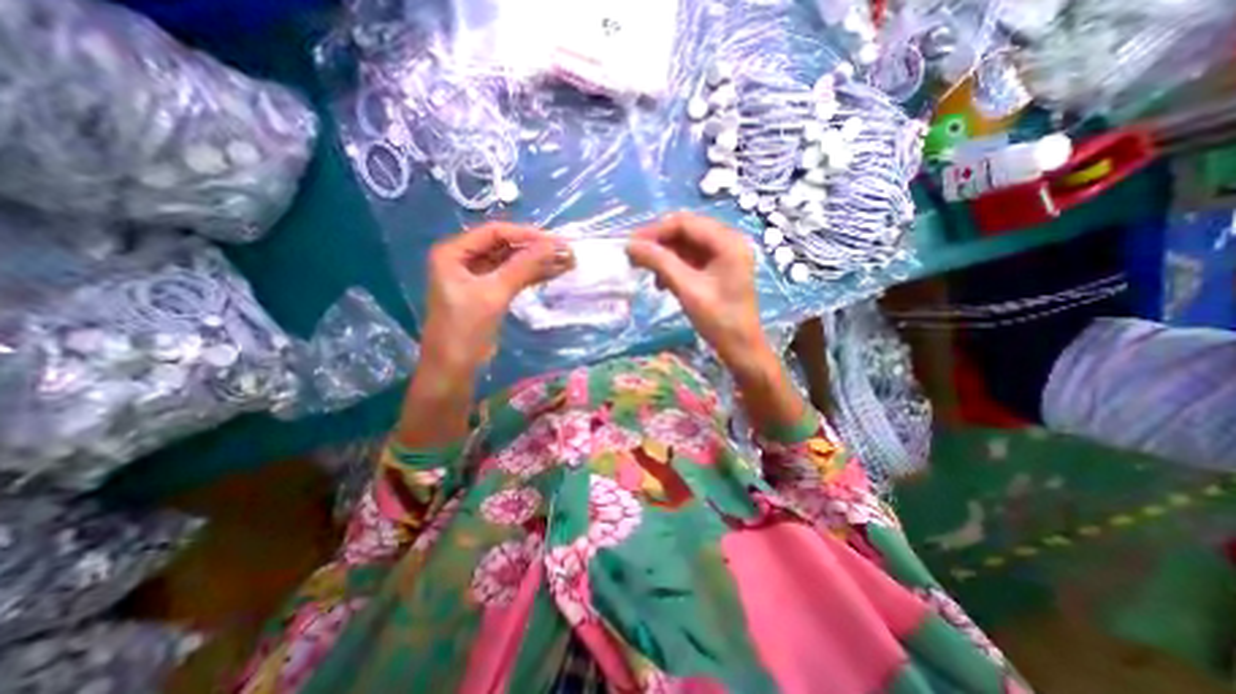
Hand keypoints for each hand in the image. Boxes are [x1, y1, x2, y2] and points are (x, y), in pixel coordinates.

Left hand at [420, 221, 574, 374]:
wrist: (454, 367)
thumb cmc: (465, 328)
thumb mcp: (494, 293)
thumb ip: (523, 266)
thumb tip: (554, 245)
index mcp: (453, 252)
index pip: (494, 232)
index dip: (526, 234)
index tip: (555, 240)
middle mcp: (464, 259)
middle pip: (504, 246)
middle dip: (535, 248)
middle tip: (565, 251)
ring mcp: (477, 276)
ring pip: (511, 262)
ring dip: (537, 262)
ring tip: (566, 261)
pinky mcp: (488, 292)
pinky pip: (513, 277)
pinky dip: (532, 276)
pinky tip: (553, 273)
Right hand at [628, 212, 768, 370]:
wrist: (740, 347)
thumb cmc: (718, 319)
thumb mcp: (687, 289)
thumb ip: (659, 262)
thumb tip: (630, 245)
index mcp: (727, 241)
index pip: (685, 223)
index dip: (655, 231)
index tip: (631, 246)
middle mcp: (728, 241)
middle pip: (686, 230)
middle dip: (659, 243)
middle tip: (635, 258)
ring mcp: (724, 254)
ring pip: (686, 244)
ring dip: (664, 256)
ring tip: (648, 273)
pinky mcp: (718, 268)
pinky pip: (691, 258)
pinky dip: (674, 266)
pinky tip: (662, 282)